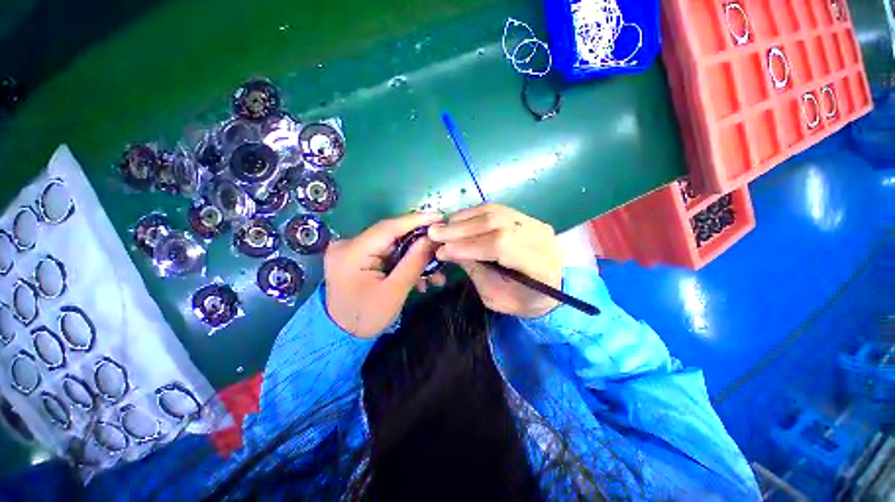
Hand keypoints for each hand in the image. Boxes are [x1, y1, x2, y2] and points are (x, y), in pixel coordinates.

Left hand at [325, 212, 443, 337]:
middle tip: (441, 247)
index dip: (415, 220)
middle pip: (392, 235)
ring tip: (435, 274)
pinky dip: (404, 263)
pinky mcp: (359, 257)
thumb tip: (430, 239)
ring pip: (393, 246)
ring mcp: (353, 250)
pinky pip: (387, 254)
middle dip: (419, 243)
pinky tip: (420, 279)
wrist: (342, 335)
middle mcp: (349, 245)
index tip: (439, 217)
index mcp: (352, 252)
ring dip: (415, 257)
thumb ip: (413, 262)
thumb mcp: (394, 292)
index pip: (388, 227)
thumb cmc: (366, 317)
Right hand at [428, 204, 561, 317]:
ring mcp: (535, 224)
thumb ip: (475, 271)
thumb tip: (449, 250)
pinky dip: (473, 214)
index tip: (442, 251)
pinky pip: (496, 210)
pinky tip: (457, 220)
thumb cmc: (522, 301)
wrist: (550, 289)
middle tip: (434, 233)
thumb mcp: (496, 296)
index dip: (469, 246)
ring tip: (442, 227)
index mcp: (540, 266)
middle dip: (461, 230)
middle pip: (497, 224)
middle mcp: (541, 239)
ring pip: (495, 213)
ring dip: (464, 219)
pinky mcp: (527, 218)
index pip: (501, 246)